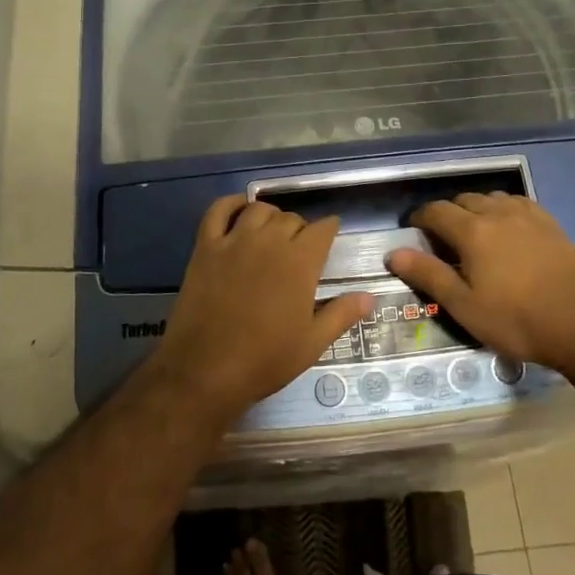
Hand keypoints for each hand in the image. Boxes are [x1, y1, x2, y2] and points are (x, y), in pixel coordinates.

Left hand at [147, 195, 372, 423]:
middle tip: (300, 248)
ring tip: (272, 232)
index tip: (330, 236)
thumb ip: (342, 314)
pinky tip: (238, 211)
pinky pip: (218, 211)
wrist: (205, 370)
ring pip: (258, 210)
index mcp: (300, 262)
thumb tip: (369, 296)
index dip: (329, 230)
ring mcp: (234, 241)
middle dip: (301, 229)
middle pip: (291, 218)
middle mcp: (269, 242)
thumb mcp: (312, 343)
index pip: (322, 229)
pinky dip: (230, 204)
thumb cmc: (265, 360)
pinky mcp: (206, 247)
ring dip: (270, 216)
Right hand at [385, 192, 574, 376]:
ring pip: (491, 199)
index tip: (414, 231)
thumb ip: (428, 275)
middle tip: (443, 239)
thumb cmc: (515, 320)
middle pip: (463, 200)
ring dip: (476, 209)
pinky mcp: (550, 222)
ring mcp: (527, 215)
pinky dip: (503, 210)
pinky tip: (507, 229)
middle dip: (447, 214)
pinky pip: (518, 203)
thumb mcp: (464, 306)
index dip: (420, 218)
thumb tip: (394, 253)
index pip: (436, 211)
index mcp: (472, 231)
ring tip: (474, 233)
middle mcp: (497, 213)